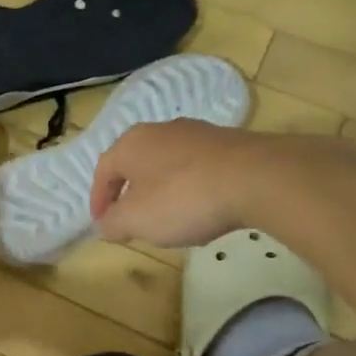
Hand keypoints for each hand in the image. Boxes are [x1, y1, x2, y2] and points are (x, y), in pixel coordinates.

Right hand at [90, 120, 287, 248]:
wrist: (256, 178)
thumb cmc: (182, 198)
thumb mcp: (136, 220)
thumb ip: (113, 223)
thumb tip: (106, 224)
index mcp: (131, 143)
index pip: (103, 170)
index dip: (99, 199)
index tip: (102, 224)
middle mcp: (161, 130)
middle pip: (136, 164)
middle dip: (132, 194)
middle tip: (133, 222)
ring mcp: (198, 133)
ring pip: (168, 165)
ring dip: (163, 192)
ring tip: (170, 220)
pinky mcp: (229, 143)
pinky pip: (198, 169)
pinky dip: (192, 189)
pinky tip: (204, 210)